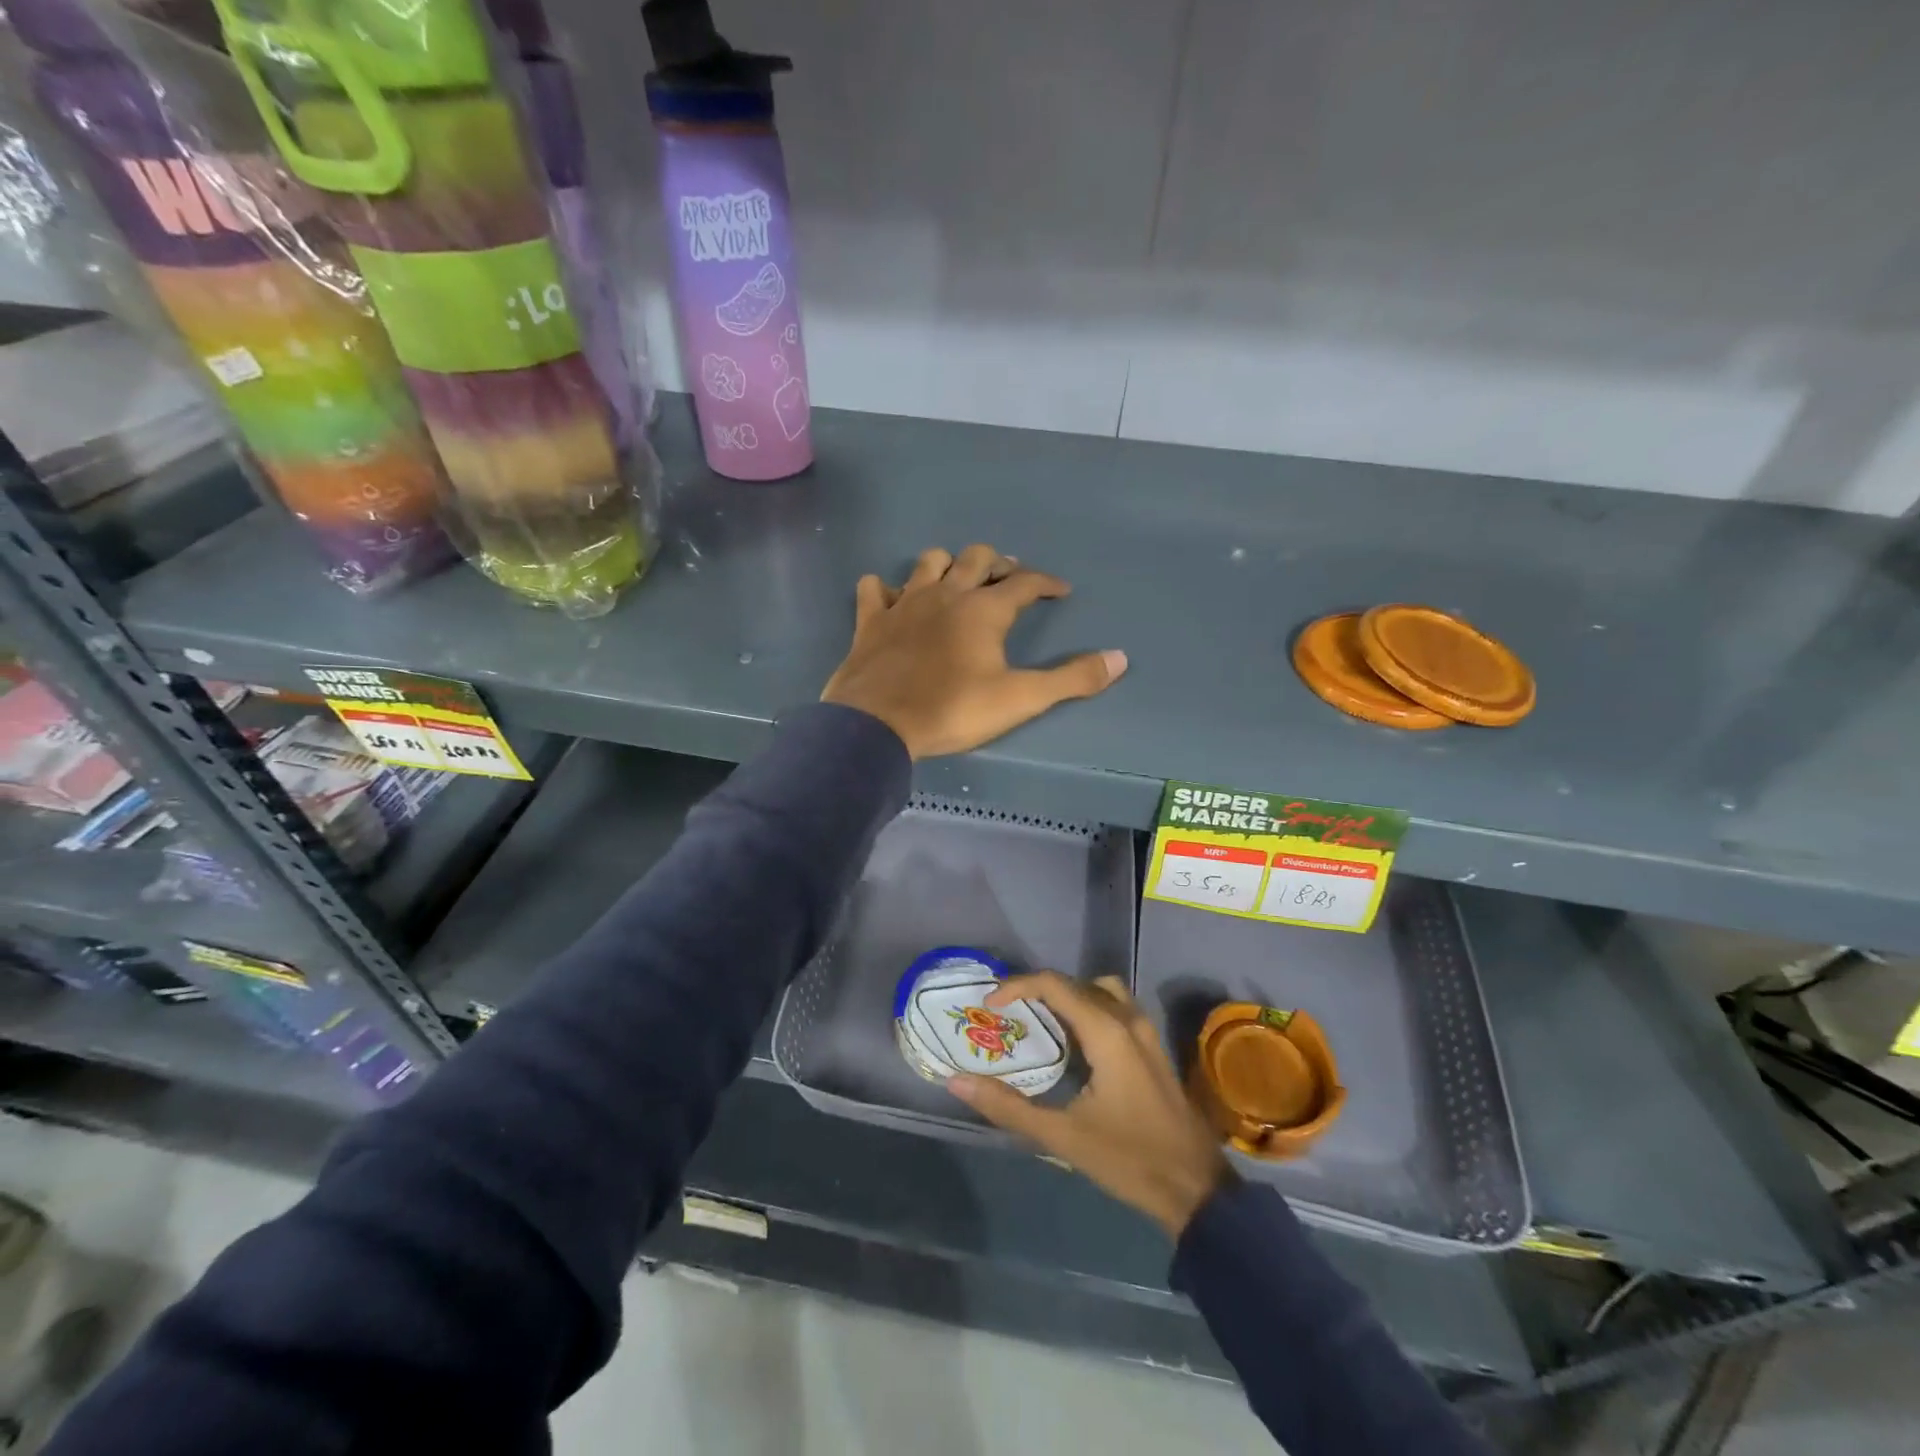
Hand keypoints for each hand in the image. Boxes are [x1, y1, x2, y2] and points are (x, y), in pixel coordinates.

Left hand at [820, 545, 1126, 759]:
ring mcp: (904, 602)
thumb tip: (1120, 658)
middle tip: (1010, 579)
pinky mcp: (872, 619)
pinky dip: (887, 589)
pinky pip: (876, 588)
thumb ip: (1071, 679)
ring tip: (958, 581)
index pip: (1026, 583)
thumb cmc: (953, 709)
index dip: (1047, 583)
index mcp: (984, 609)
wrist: (878, 723)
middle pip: (978, 558)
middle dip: (999, 563)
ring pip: (929, 562)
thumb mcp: (1020, 699)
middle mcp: (946, 593)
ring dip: (948, 564)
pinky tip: (895, 600)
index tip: (1061, 591)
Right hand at [948, 972, 1231, 1238]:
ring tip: (1039, 1022)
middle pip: (1077, 983)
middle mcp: (1129, 1019)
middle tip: (1008, 1013)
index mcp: (1107, 1032)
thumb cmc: (1129, 1159)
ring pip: (1101, 991)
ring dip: (1068, 997)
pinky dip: (1089, 1009)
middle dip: (1039, 990)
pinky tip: (1073, 1044)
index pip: (1055, 984)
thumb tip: (958, 1082)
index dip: (1017, 986)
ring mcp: (1146, 1032)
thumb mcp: (1062, 1136)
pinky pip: (1116, 1008)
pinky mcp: (1154, 1048)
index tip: (990, 1004)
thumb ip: (1007, 1106)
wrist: (1197, 1191)